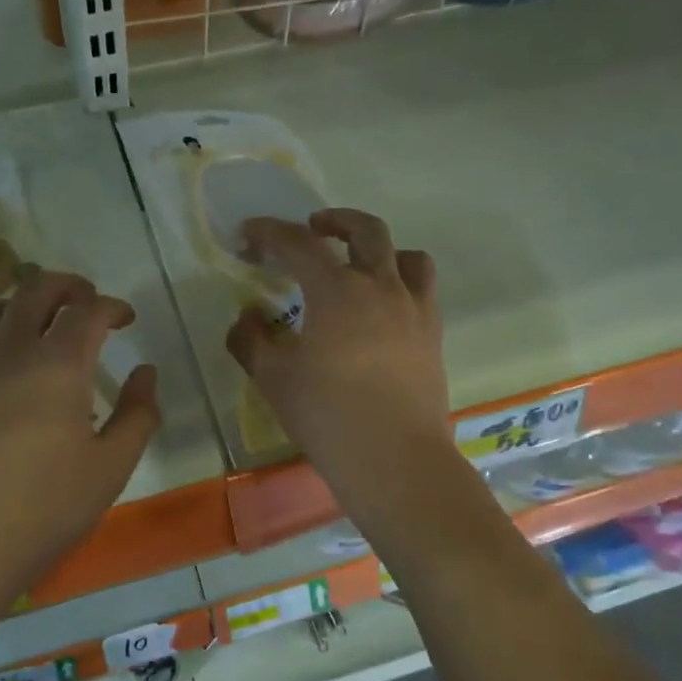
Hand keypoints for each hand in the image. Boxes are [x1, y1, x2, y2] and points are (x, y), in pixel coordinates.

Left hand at [0, 270, 159, 624]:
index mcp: (58, 365)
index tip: (125, 319)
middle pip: (36, 289)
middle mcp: (8, 351)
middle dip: (68, 285)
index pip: (89, 310)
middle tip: (85, 301)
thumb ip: (137, 415)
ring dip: (22, 305)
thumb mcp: (110, 470)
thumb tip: (145, 373)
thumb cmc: (41, 513)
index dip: (112, 306)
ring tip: (37, 325)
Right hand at [226, 209, 451, 509]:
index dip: (270, 232)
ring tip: (360, 264)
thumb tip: (248, 316)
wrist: (394, 460)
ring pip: (407, 256)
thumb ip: (250, 339)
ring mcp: (414, 309)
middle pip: (365, 231)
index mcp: (338, 290)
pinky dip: (401, 282)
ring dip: (379, 248)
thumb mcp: (272, 377)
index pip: (299, 244)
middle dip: (334, 220)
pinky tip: (383, 308)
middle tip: (313, 227)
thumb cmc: (327, 415)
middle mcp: (381, 287)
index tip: (249, 233)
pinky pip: (423, 290)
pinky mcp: (433, 335)